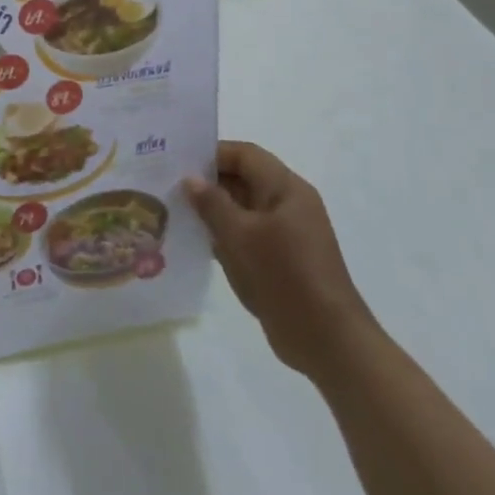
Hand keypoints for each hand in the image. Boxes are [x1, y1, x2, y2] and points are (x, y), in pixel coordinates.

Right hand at [184, 141, 378, 379]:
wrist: (326, 340)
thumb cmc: (284, 276)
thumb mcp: (240, 235)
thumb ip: (212, 203)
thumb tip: (190, 179)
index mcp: (286, 189)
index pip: (244, 155)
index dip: (211, 154)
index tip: (176, 162)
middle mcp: (288, 204)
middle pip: (243, 178)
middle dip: (207, 182)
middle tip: (168, 186)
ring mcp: (286, 233)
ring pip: (242, 208)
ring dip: (212, 210)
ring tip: (174, 212)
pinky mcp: (281, 258)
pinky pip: (246, 234)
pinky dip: (223, 234)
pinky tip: (195, 241)